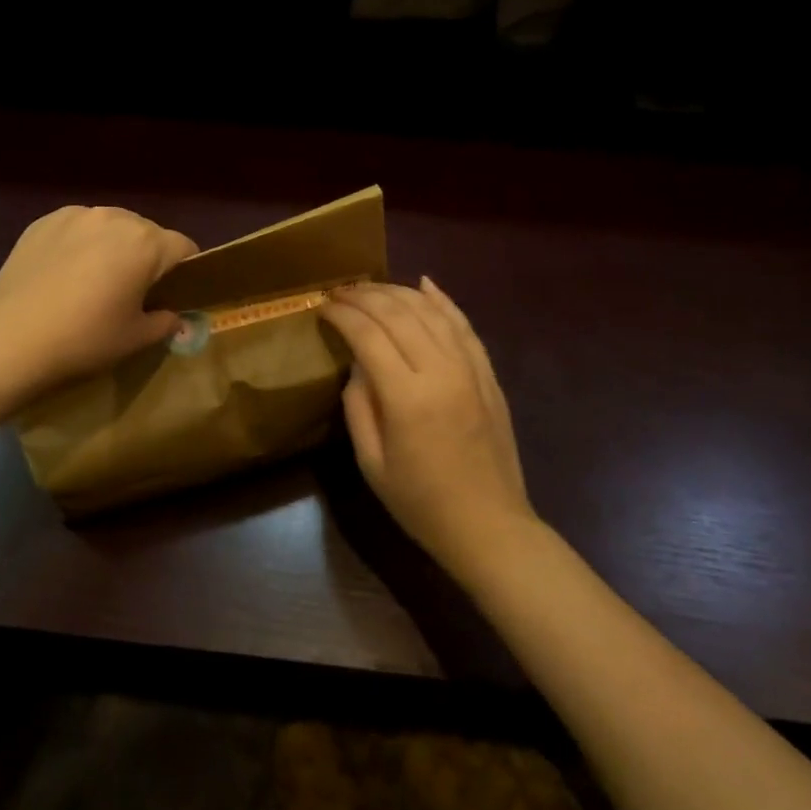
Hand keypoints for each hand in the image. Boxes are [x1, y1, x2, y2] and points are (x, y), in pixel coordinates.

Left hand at [0, 205, 197, 398]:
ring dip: (115, 247)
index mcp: (145, 243)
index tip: (175, 295)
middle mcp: (114, 217)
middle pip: (148, 233)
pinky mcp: (43, 222)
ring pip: (112, 226)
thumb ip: (166, 322)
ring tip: (97, 279)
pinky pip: (78, 227)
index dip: (187, 271)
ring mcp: (75, 215)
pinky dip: (82, 244)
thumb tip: (174, 316)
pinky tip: (66, 273)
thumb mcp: (136, 338)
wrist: (11, 341)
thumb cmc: (84, 340)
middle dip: (149, 258)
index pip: (184, 247)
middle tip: (134, 292)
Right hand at [319, 277, 535, 579]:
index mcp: (407, 397)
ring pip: (432, 312)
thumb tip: (357, 364)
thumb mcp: (371, 462)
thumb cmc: (420, 502)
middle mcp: (442, 371)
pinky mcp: (488, 374)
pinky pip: (464, 325)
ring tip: (370, 287)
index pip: (368, 335)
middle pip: (399, 314)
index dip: (342, 315)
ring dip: (398, 292)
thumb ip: (358, 405)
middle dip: (364, 296)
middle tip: (340, 292)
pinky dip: (443, 301)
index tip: (321, 306)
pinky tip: (425, 284)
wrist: (489, 525)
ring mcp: (471, 369)